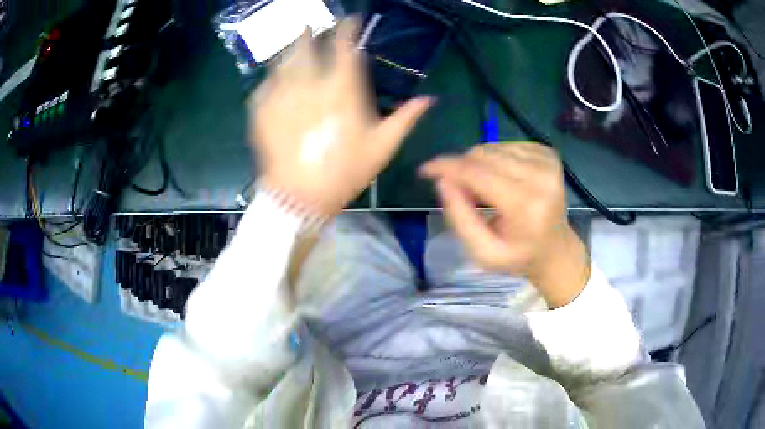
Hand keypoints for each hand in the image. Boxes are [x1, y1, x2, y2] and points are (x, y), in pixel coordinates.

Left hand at [248, 18, 431, 216]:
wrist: (300, 197)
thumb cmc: (345, 172)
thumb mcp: (382, 147)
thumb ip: (405, 118)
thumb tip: (430, 98)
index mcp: (342, 90)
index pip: (344, 47)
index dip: (347, 29)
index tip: (350, 21)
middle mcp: (309, 84)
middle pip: (307, 46)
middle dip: (311, 33)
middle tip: (313, 27)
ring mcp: (282, 95)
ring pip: (283, 61)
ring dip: (290, 49)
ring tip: (294, 46)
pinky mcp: (263, 110)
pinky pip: (265, 84)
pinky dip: (272, 77)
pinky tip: (275, 77)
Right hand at [420, 143, 589, 307]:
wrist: (556, 249)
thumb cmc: (518, 255)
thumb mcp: (483, 252)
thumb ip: (459, 218)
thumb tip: (442, 180)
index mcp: (525, 205)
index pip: (476, 173)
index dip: (446, 167)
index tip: (425, 170)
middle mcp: (540, 176)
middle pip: (482, 155)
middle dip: (462, 169)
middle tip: (461, 192)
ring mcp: (547, 161)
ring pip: (492, 147)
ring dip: (478, 164)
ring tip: (483, 190)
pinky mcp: (548, 153)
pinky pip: (506, 145)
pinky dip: (495, 160)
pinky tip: (500, 179)